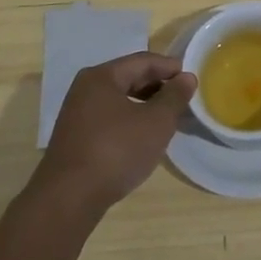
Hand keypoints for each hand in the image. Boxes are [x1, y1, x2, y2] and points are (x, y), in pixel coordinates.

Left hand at [34, 52, 196, 214]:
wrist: (69, 198)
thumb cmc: (116, 151)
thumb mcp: (156, 122)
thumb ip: (174, 97)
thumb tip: (186, 78)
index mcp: (102, 76)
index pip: (143, 61)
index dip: (170, 67)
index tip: (192, 79)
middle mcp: (86, 88)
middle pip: (129, 77)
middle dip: (158, 86)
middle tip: (183, 98)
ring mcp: (77, 113)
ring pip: (119, 99)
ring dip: (145, 104)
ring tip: (168, 117)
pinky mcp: (76, 137)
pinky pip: (110, 117)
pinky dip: (130, 119)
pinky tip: (143, 136)